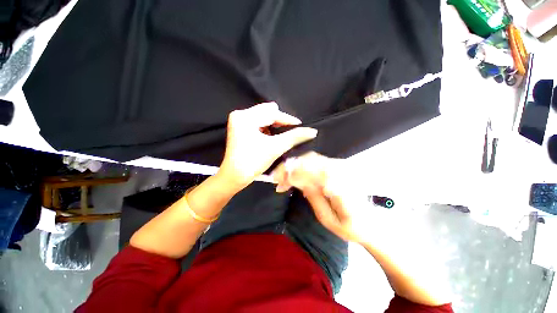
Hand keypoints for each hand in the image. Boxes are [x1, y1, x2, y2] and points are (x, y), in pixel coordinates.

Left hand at [217, 102, 317, 190]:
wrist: (235, 176)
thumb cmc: (252, 162)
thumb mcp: (275, 147)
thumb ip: (294, 137)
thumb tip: (311, 131)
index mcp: (245, 117)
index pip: (272, 112)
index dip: (287, 119)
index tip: (299, 125)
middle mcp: (240, 115)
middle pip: (267, 112)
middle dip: (280, 121)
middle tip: (290, 131)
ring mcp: (238, 121)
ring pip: (263, 117)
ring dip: (274, 125)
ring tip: (279, 136)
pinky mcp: (239, 127)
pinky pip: (258, 122)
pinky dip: (267, 128)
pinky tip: (270, 137)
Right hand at [272, 152, 372, 242]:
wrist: (371, 223)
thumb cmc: (350, 227)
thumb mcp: (327, 219)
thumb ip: (313, 196)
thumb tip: (297, 180)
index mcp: (341, 184)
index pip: (311, 171)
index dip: (292, 172)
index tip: (278, 180)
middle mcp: (342, 169)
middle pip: (310, 160)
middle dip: (290, 168)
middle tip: (277, 180)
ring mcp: (341, 166)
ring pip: (312, 159)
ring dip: (295, 167)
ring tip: (284, 180)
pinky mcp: (339, 166)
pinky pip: (317, 162)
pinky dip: (303, 167)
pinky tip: (296, 176)